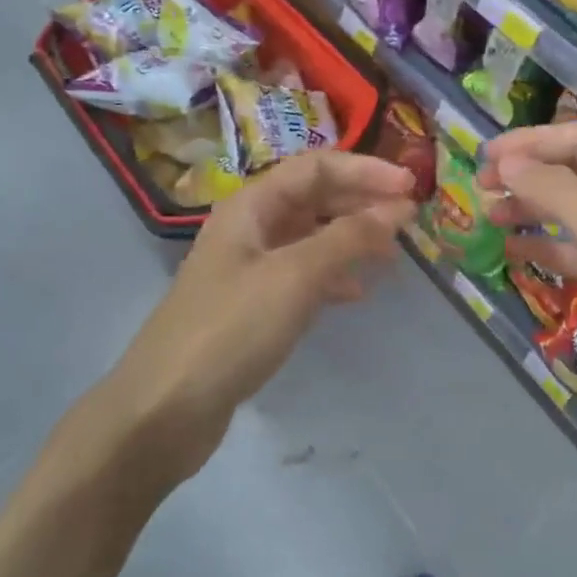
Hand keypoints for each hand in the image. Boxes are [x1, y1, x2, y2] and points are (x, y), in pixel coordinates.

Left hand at [107, 150, 416, 482]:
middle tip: (409, 218)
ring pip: (310, 237)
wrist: (164, 409)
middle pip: (313, 198)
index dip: (365, 170)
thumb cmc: (230, 329)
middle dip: (361, 201)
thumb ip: (348, 238)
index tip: (412, 186)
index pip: (316, 167)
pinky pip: (301, 276)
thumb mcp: (294, 276)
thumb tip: (397, 208)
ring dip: (351, 238)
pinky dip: (331, 277)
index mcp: (251, 206)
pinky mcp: (252, 307)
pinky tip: (355, 294)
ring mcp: (248, 268)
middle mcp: (249, 228)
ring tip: (391, 253)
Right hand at [480, 124, 576, 450]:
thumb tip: (509, 160)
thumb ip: (558, 191)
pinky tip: (513, 250)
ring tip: (489, 216)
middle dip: (529, 173)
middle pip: (576, 171)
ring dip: (532, 208)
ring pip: (573, 211)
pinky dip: (545, 246)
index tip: (485, 156)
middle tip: (481, 186)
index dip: (532, 142)